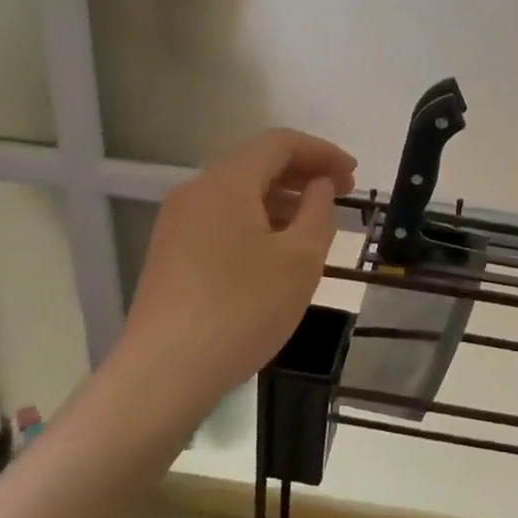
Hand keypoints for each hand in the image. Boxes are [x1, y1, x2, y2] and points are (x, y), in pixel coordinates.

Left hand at [120, 127, 355, 416]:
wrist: (164, 374)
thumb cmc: (242, 309)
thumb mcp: (301, 259)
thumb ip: (319, 210)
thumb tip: (319, 185)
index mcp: (226, 182)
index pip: (280, 143)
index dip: (322, 152)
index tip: (353, 175)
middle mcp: (196, 190)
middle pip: (257, 162)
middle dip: (303, 173)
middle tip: (341, 195)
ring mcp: (178, 221)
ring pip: (239, 191)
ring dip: (281, 197)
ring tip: (314, 223)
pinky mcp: (171, 251)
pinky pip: (222, 216)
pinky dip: (257, 218)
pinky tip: (276, 248)